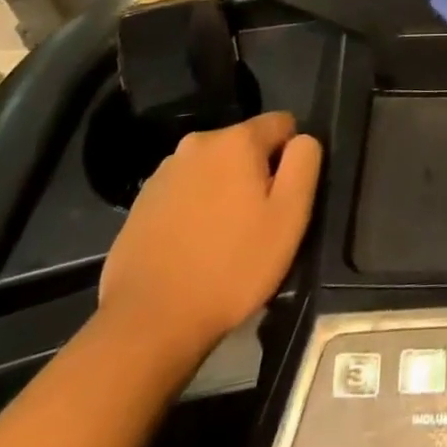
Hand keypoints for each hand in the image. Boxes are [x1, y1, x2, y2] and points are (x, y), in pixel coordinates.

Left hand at [97, 112, 320, 375]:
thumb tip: (302, 140)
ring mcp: (165, 171)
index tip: (284, 199)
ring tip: (222, 241)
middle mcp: (199, 142)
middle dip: (255, 175)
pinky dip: (194, 210)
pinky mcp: (142, 201)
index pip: (283, 124)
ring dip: (224, 191)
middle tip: (255, 225)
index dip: (291, 158)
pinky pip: (184, 192)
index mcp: (237, 139)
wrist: (147, 322)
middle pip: (245, 146)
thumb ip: (304, 163)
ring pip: (213, 169)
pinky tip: (191, 249)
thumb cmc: (230, 267)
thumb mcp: (289, 216)